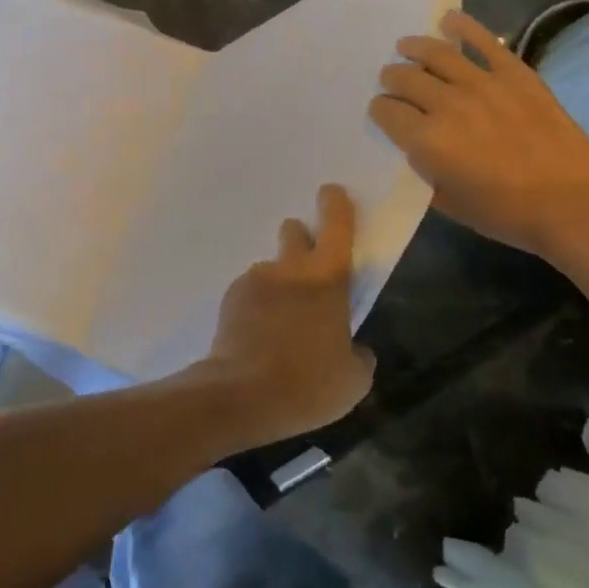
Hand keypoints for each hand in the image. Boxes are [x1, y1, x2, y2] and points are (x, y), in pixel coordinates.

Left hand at [192, 184, 373, 446]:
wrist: (242, 396)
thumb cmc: (309, 384)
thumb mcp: (354, 380)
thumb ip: (359, 355)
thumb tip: (354, 349)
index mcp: (328, 280)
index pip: (336, 227)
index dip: (336, 205)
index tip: (332, 191)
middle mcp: (290, 269)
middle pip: (293, 231)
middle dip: (301, 239)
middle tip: (307, 268)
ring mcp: (255, 280)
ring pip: (271, 268)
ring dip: (278, 283)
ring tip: (279, 322)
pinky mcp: (230, 298)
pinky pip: (249, 291)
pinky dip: (256, 305)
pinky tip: (257, 336)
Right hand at [368, 9, 588, 256]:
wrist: (572, 204)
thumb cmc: (506, 213)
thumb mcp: (449, 203)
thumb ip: (424, 170)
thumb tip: (415, 146)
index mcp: (427, 140)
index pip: (386, 112)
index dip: (380, 111)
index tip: (383, 112)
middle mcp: (447, 104)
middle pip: (405, 78)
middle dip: (392, 79)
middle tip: (392, 80)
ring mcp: (483, 83)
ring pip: (436, 53)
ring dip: (413, 47)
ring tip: (405, 46)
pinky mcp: (515, 73)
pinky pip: (483, 40)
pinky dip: (463, 26)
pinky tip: (448, 19)